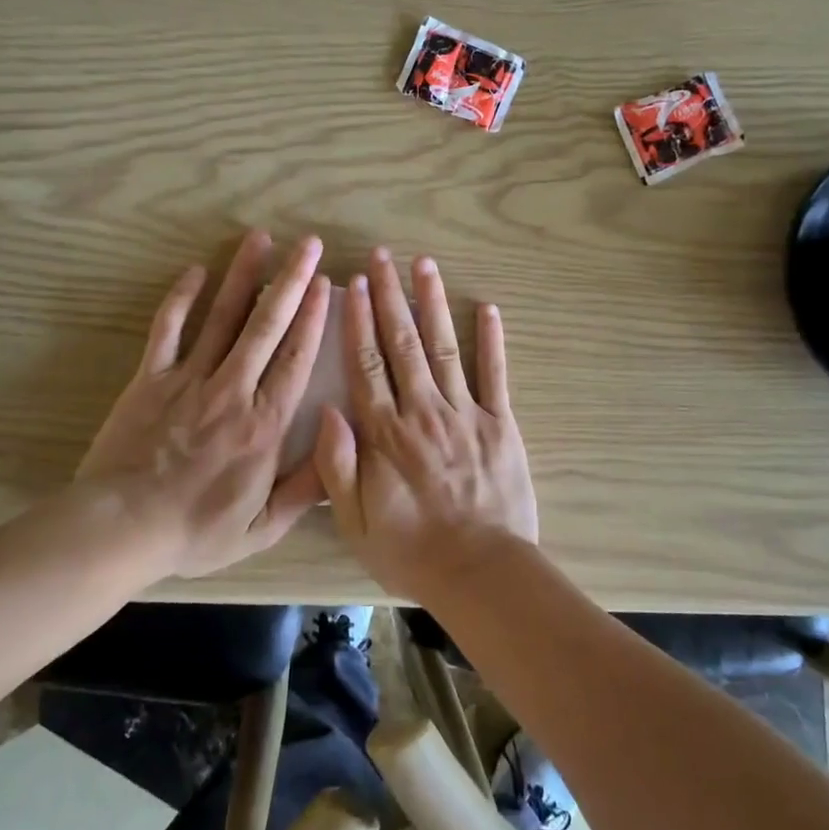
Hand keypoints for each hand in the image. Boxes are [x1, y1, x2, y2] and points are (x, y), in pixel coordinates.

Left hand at [75, 231, 330, 579]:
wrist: (120, 528)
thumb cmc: (195, 530)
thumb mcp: (262, 526)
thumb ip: (307, 487)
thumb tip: (341, 443)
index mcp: (264, 424)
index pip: (296, 357)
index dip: (314, 316)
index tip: (326, 282)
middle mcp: (232, 390)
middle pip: (267, 325)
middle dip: (291, 280)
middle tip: (309, 243)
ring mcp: (188, 379)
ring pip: (222, 316)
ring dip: (243, 275)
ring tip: (261, 238)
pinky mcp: (150, 378)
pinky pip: (167, 329)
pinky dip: (180, 298)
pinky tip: (195, 271)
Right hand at [314, 249, 538, 598]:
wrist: (481, 573)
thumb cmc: (410, 551)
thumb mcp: (354, 521)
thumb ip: (337, 466)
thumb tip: (328, 410)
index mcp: (385, 434)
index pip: (367, 365)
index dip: (360, 321)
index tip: (356, 284)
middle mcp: (423, 412)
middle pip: (403, 344)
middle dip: (392, 296)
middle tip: (383, 256)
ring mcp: (465, 414)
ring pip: (445, 348)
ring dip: (434, 304)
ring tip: (425, 265)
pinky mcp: (500, 425)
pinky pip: (496, 375)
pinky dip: (493, 340)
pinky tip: (488, 308)